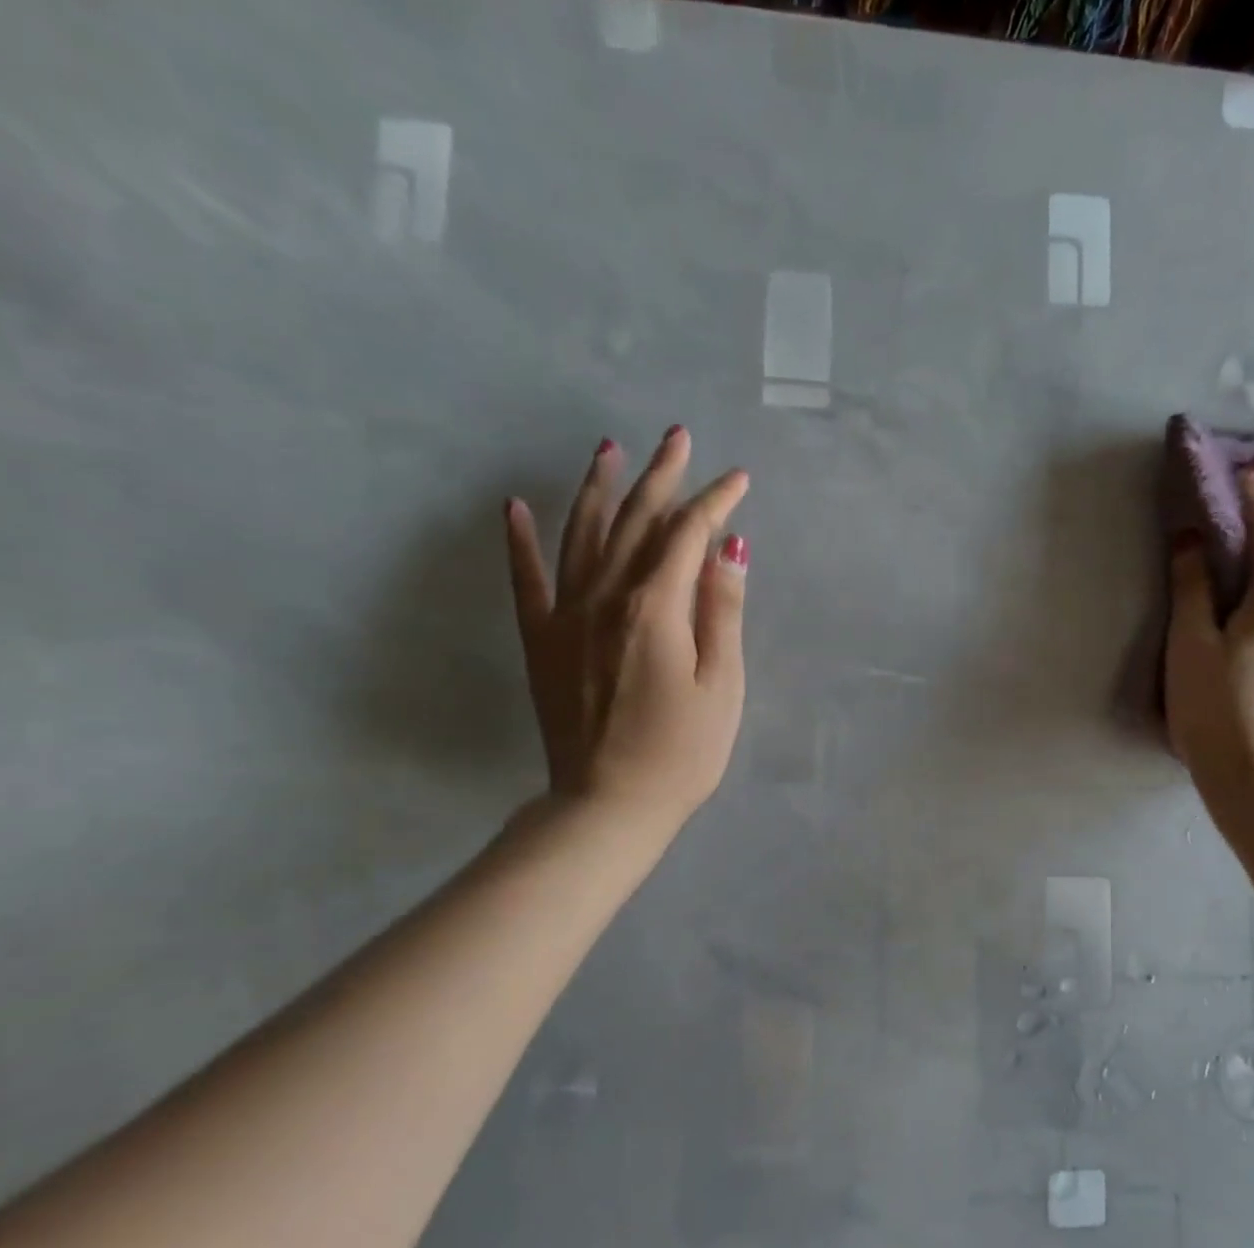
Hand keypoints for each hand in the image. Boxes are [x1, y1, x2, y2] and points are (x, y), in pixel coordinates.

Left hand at [504, 426, 748, 831]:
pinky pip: (527, 580)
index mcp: (656, 607)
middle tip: (677, 436)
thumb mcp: (723, 685)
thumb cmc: (682, 751)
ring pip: (583, 535)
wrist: (609, 804)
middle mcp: (606, 597)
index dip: (715, 502)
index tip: (738, 479)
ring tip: (609, 450)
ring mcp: (567, 616)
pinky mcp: (542, 641)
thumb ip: (723, 611)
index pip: (688, 535)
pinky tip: (515, 507)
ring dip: (598, 488)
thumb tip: (730, 546)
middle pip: (636, 521)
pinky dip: (521, 541)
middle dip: (661, 476)